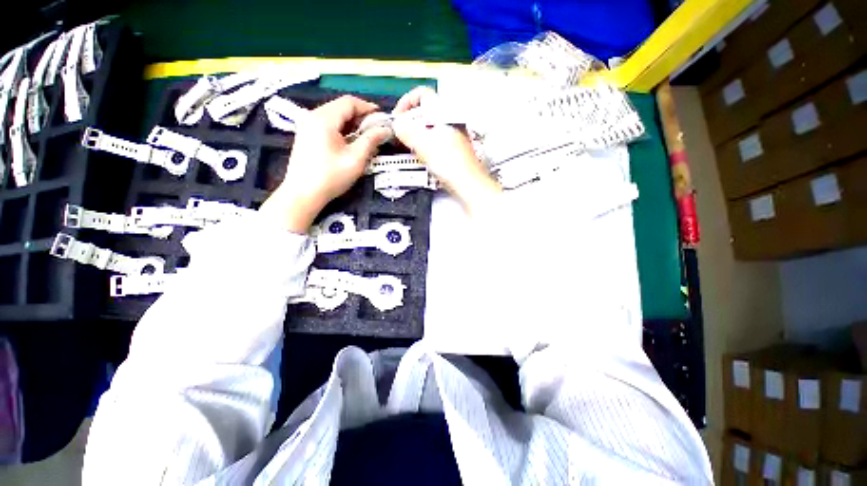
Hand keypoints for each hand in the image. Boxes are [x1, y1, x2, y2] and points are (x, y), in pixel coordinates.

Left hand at [261, 95, 390, 232]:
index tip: (382, 118)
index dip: (368, 107)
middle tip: (376, 130)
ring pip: (334, 115)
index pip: (349, 102)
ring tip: (366, 137)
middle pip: (341, 107)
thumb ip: (371, 140)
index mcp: (324, 119)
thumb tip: (385, 129)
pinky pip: (327, 124)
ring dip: (352, 123)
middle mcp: (313, 116)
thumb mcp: (355, 159)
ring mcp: (307, 125)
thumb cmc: (331, 177)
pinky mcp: (306, 134)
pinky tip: (350, 142)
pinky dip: (341, 129)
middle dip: (361, 116)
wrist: (303, 194)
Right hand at [392, 87, 500, 213]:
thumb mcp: (424, 145)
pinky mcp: (454, 149)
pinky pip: (435, 140)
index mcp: (444, 114)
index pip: (422, 94)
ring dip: (416, 135)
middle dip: (409, 122)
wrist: (468, 184)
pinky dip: (425, 144)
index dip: (406, 102)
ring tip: (410, 148)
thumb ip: (407, 131)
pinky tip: (422, 156)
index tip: (398, 118)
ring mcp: (453, 135)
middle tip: (401, 135)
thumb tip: (397, 124)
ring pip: (429, 127)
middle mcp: (450, 121)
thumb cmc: (450, 164)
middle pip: (424, 112)